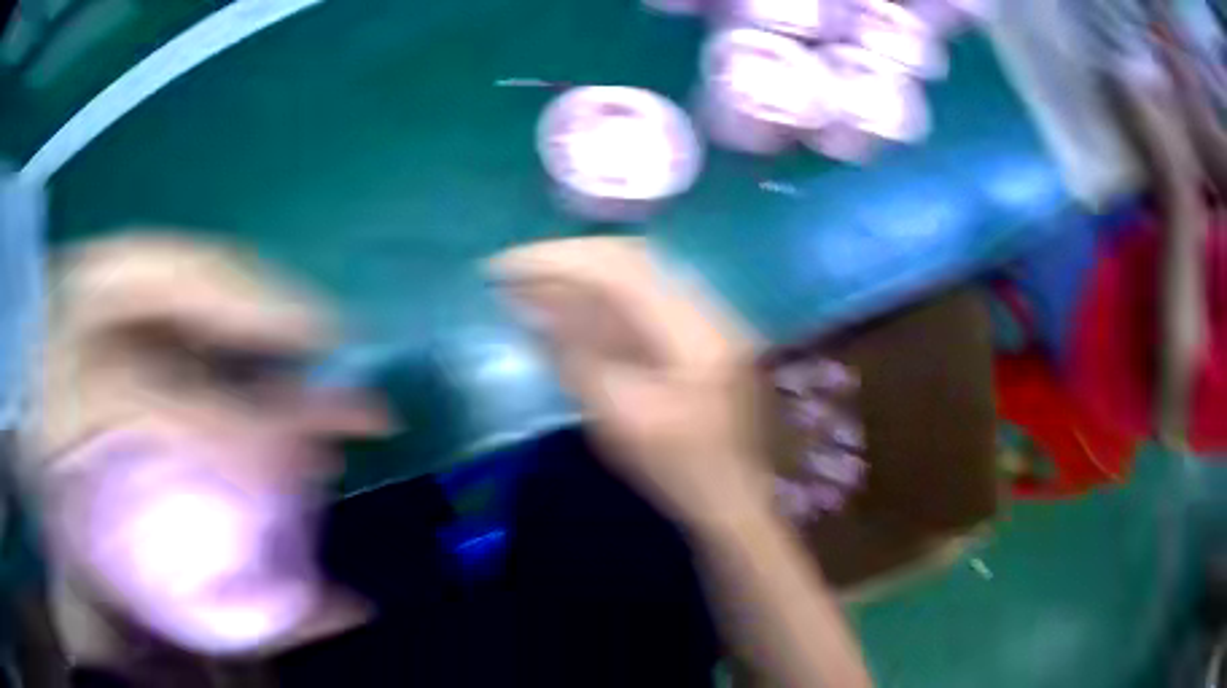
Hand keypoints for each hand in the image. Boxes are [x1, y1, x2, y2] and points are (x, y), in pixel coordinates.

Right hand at [491, 239, 772, 528]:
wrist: (739, 500)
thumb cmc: (683, 473)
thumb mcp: (621, 421)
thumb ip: (578, 356)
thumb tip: (533, 306)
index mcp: (696, 331)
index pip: (621, 269)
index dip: (559, 259)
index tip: (506, 266)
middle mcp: (708, 309)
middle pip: (631, 258)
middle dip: (569, 259)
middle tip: (516, 269)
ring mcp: (710, 319)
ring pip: (638, 275)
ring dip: (584, 274)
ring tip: (535, 283)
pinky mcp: (701, 334)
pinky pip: (645, 299)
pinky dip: (603, 297)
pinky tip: (573, 305)